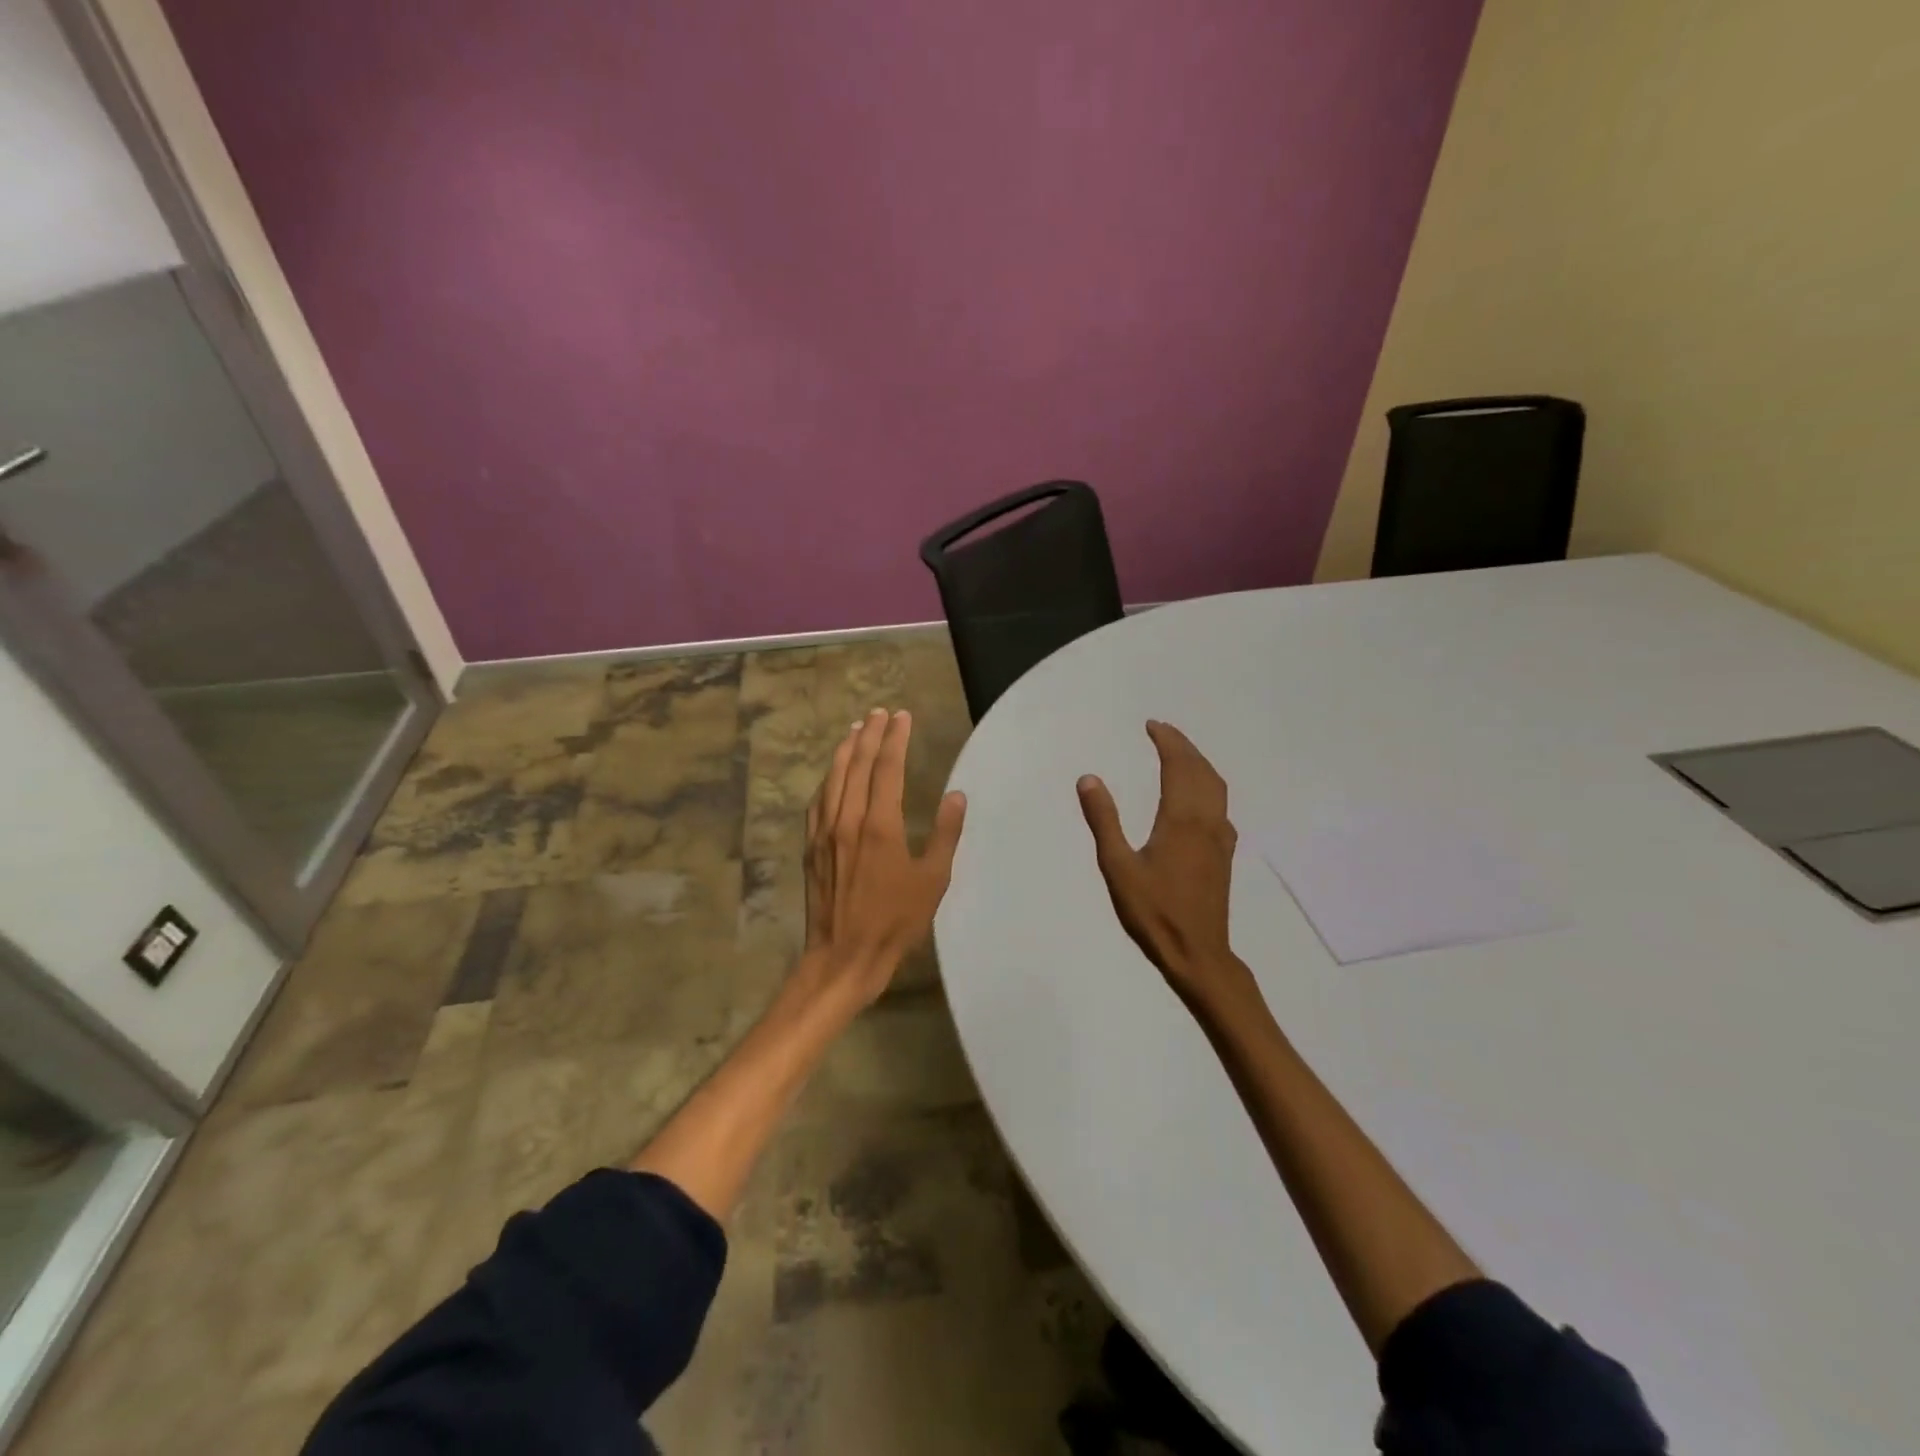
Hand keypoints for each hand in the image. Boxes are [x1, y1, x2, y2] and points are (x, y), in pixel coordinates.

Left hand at [803, 708, 966, 1004]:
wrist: (844, 956)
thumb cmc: (895, 921)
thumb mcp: (933, 880)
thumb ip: (945, 834)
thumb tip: (956, 794)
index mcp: (880, 825)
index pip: (887, 768)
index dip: (895, 739)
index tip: (902, 716)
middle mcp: (847, 819)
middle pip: (856, 765)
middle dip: (869, 734)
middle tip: (879, 712)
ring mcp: (824, 832)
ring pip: (833, 779)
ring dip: (844, 750)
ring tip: (855, 729)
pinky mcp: (811, 847)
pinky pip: (817, 802)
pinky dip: (827, 780)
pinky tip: (831, 775)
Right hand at [1077, 721, 1253, 1009]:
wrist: (1198, 954)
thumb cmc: (1153, 912)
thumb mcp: (1118, 867)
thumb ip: (1104, 820)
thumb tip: (1089, 778)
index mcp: (1181, 819)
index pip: (1179, 766)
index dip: (1168, 742)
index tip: (1152, 726)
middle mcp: (1207, 821)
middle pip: (1201, 771)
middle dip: (1184, 746)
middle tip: (1162, 731)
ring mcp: (1220, 838)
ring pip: (1216, 787)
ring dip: (1199, 763)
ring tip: (1180, 753)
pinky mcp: (1224, 854)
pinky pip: (1220, 805)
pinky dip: (1208, 785)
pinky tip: (1197, 797)